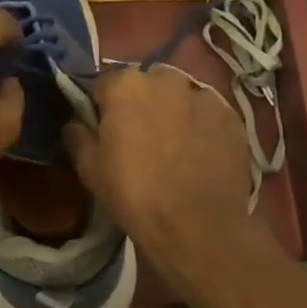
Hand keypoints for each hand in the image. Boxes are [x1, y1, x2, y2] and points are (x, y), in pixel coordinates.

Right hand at [63, 64, 265, 291]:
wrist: (197, 227)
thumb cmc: (134, 194)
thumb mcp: (90, 169)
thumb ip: (78, 136)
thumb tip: (75, 123)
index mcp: (126, 85)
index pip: (105, 83)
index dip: (103, 106)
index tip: (105, 130)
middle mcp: (166, 79)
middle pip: (147, 84)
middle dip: (142, 103)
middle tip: (140, 137)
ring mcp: (204, 96)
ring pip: (180, 96)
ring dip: (174, 111)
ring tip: (174, 146)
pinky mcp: (231, 117)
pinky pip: (208, 114)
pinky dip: (201, 126)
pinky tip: (199, 154)